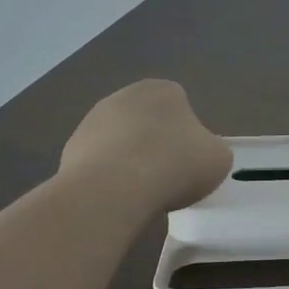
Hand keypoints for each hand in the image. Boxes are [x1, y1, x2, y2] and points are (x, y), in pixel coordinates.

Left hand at [59, 80, 232, 212]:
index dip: (188, 136)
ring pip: (121, 142)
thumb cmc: (175, 165)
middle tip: (167, 177)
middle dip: (155, 144)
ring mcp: (92, 121)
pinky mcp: (70, 149)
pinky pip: (98, 164)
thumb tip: (198, 155)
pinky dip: (107, 179)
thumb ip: (211, 150)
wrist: (113, 190)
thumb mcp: (218, 158)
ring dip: (129, 161)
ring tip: (141, 194)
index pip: (181, 107)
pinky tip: (117, 198)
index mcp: (163, 89)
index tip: (189, 162)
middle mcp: (125, 96)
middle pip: (148, 122)